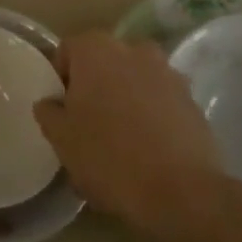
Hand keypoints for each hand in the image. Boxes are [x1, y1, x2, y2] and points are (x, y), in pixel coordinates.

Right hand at [34, 30, 226, 241]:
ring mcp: (169, 73)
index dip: (60, 78)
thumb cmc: (108, 156)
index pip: (68, 49)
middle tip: (88, 122)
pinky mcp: (193, 101)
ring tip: (121, 139)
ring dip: (126, 99)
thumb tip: (52, 102)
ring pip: (135, 80)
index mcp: (96, 50)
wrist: (181, 192)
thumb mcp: (60, 137)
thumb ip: (48, 111)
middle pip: (104, 62)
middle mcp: (134, 50)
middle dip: (95, 85)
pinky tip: (148, 150)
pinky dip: (152, 116)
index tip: (61, 108)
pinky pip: (161, 101)